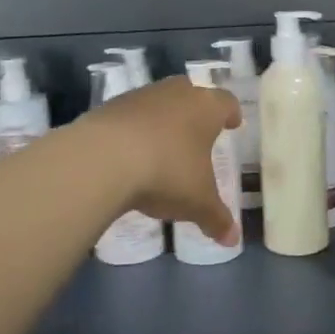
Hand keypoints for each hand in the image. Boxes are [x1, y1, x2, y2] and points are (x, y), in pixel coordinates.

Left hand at [86, 77, 242, 246]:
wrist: (102, 159)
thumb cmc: (167, 173)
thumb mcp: (197, 203)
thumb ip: (216, 219)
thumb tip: (232, 239)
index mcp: (206, 108)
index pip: (226, 102)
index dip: (231, 113)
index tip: (233, 123)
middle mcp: (175, 94)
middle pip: (191, 94)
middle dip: (196, 112)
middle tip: (199, 131)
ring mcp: (139, 97)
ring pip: (159, 102)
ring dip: (163, 120)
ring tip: (163, 145)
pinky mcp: (108, 107)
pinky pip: (129, 116)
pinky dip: (134, 130)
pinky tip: (130, 153)